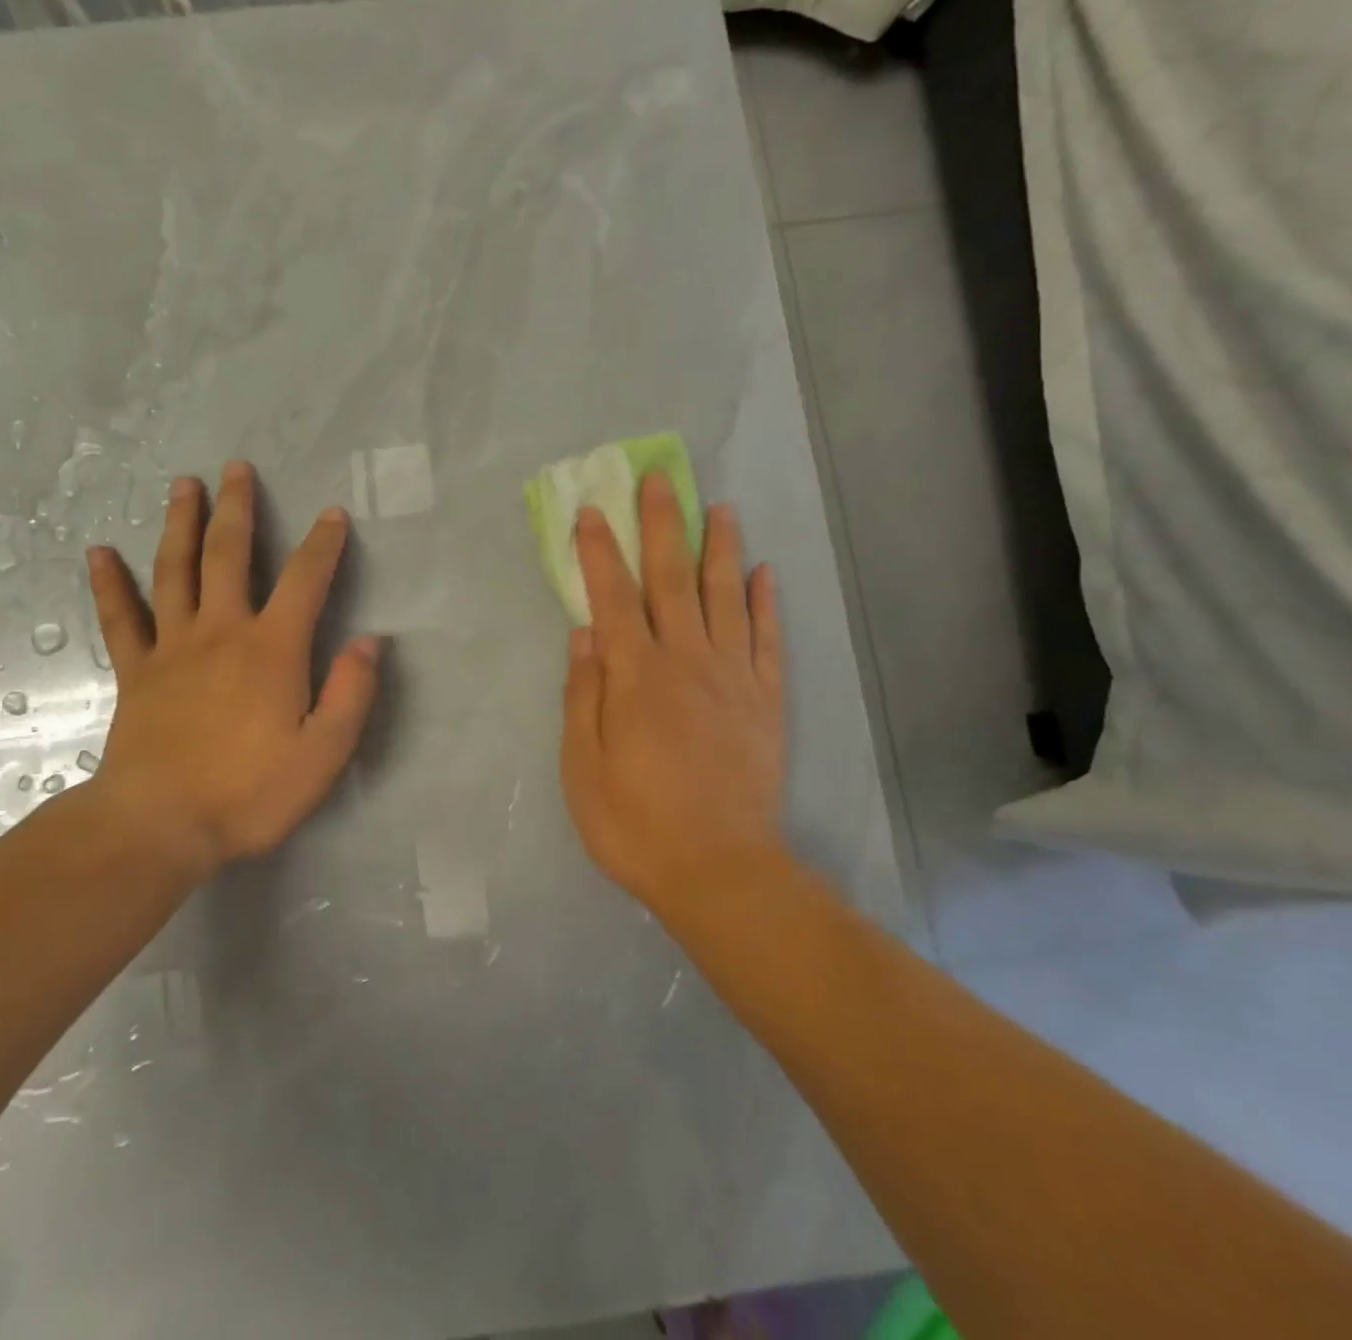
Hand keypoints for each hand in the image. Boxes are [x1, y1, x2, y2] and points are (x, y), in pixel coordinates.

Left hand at [78, 461, 380, 878]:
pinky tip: (98, 552)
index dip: (323, 544)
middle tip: (237, 468)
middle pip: (230, 555)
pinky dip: (109, 584)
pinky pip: (121, 618)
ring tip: (182, 484)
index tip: (332, 514)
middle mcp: (222, 632)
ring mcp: (172, 647)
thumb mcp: (323, 754)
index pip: (305, 581)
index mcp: (272, 649)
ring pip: (175, 570)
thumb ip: (351, 694)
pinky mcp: (136, 671)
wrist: (159, 825)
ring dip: (180, 524)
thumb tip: (369, 641)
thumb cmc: (249, 793)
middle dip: (238, 509)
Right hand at [560, 471, 791, 924]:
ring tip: (719, 508)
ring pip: (726, 597)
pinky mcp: (766, 702)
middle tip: (660, 479)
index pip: (612, 596)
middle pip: (671, 580)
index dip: (599, 551)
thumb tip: (584, 633)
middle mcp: (687, 661)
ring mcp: (733, 679)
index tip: (591, 510)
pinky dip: (767, 603)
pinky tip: (765, 573)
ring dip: (719, 548)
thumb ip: (584, 694)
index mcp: (636, 676)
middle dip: (662, 526)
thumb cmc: (635, 822)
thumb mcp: (583, 765)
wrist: (720, 871)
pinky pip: (768, 641)